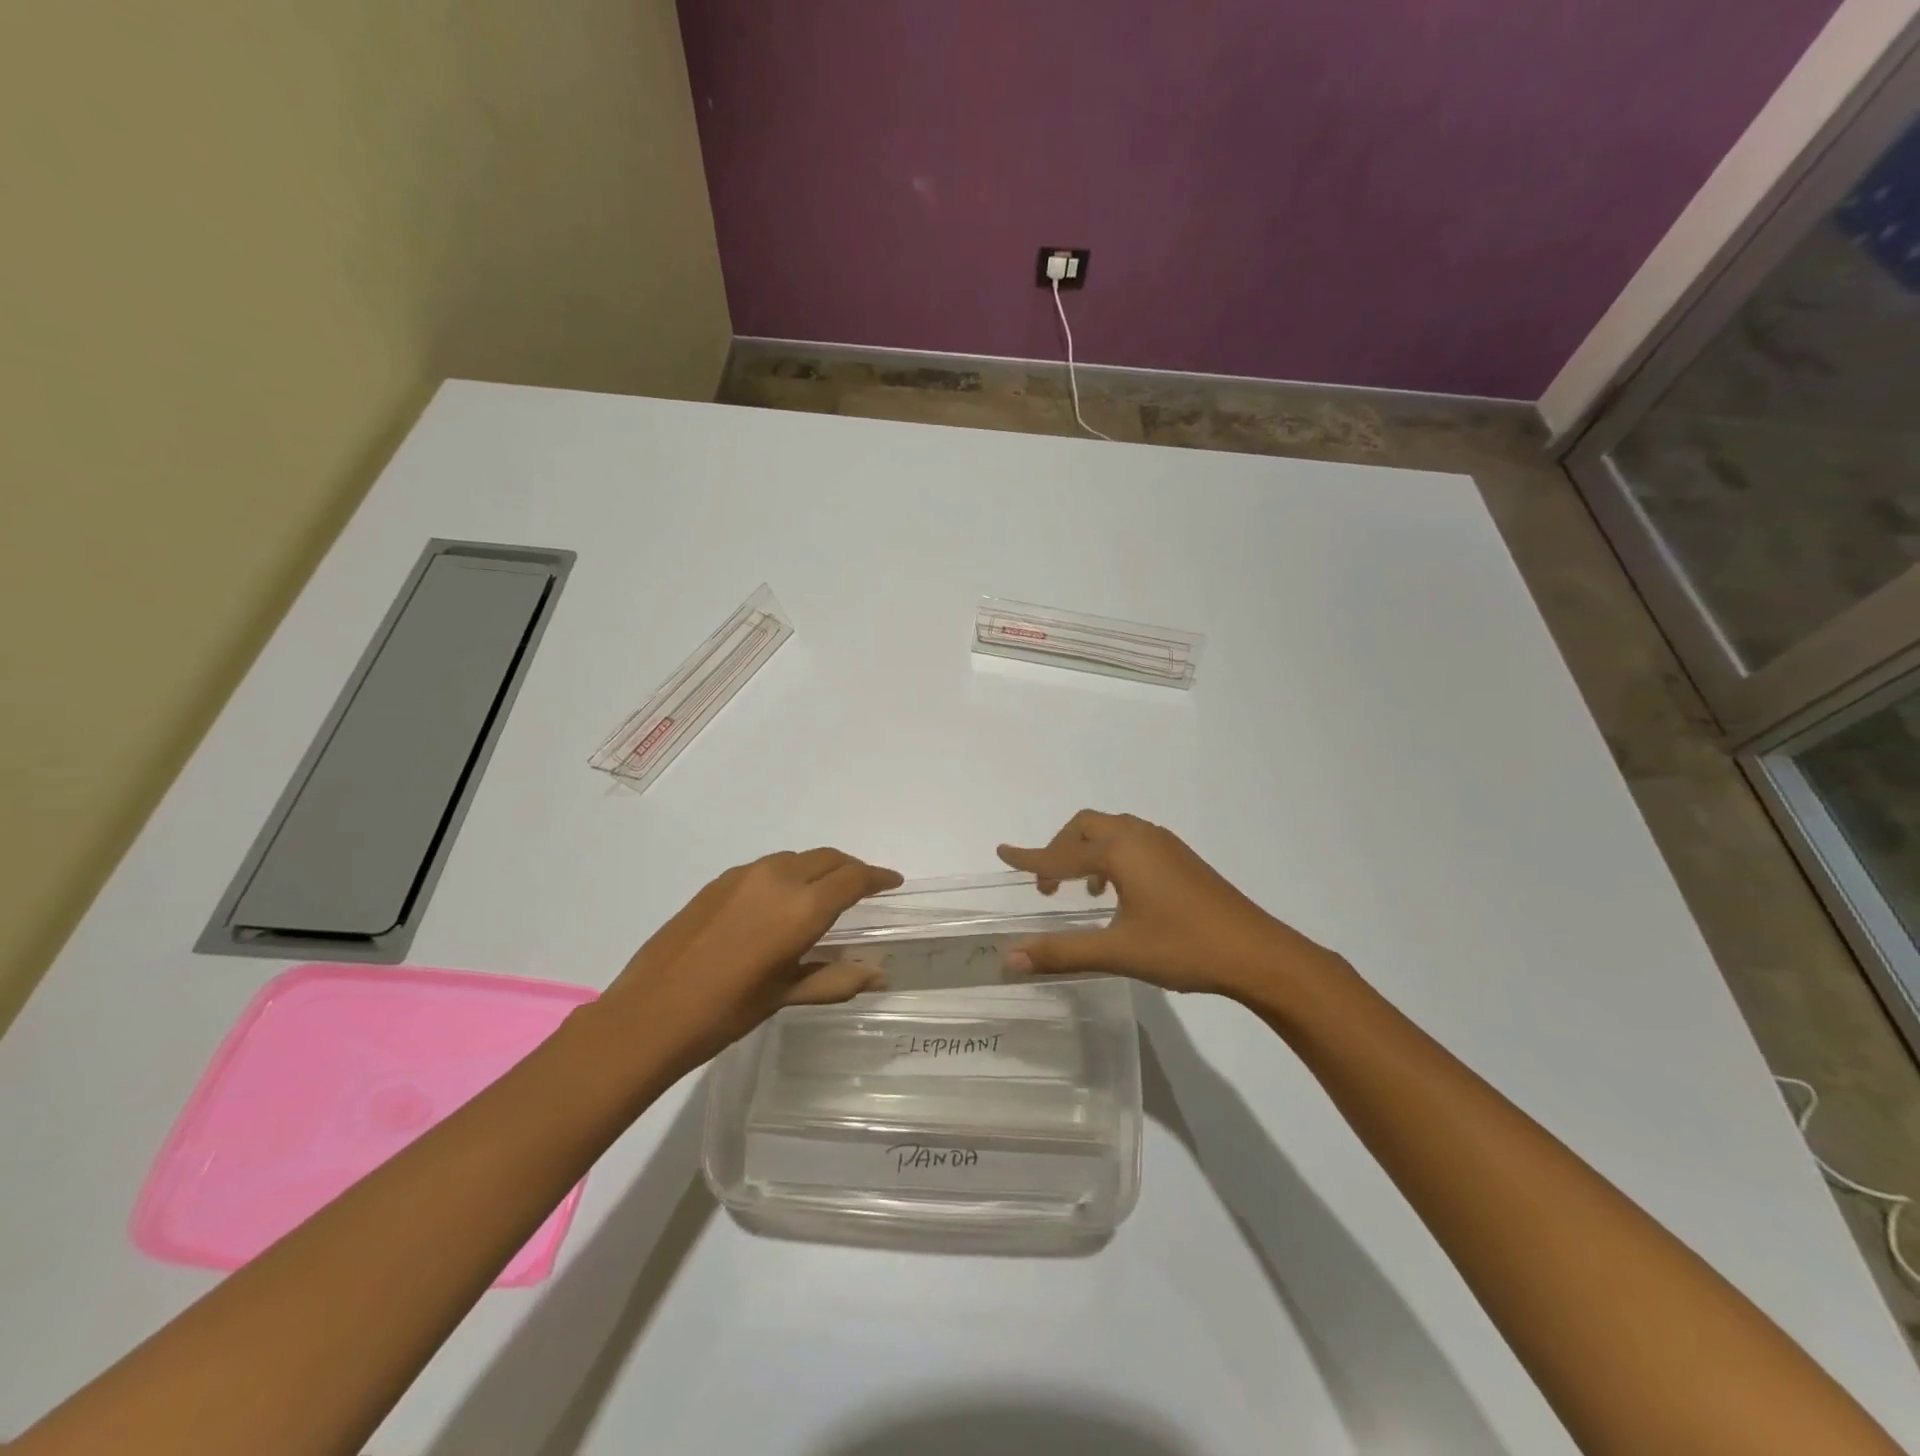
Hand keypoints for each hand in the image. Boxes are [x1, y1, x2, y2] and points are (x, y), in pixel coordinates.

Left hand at [601, 848, 901, 1068]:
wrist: (649, 1012)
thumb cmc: (727, 1011)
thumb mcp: (786, 995)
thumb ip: (836, 978)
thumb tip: (880, 974)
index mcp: (802, 907)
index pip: (853, 878)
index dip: (878, 877)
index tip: (893, 882)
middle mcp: (778, 878)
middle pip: (827, 858)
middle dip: (851, 869)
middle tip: (864, 888)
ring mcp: (744, 875)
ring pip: (796, 858)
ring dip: (818, 869)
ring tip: (823, 894)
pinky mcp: (718, 881)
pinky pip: (767, 867)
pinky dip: (788, 874)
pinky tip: (779, 902)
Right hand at [997, 810, 1341, 1001]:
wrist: (1258, 953)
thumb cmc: (1183, 947)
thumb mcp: (1117, 951)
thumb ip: (1061, 951)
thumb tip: (1009, 957)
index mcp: (1121, 851)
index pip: (1061, 852)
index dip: (1029, 857)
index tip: (1002, 852)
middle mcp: (1140, 836)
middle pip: (1086, 826)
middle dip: (1060, 848)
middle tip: (1048, 885)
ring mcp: (1165, 844)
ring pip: (1113, 830)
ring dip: (1088, 850)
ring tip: (1082, 889)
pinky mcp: (1182, 858)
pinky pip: (1133, 840)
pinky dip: (1112, 855)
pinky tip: (1119, 893)